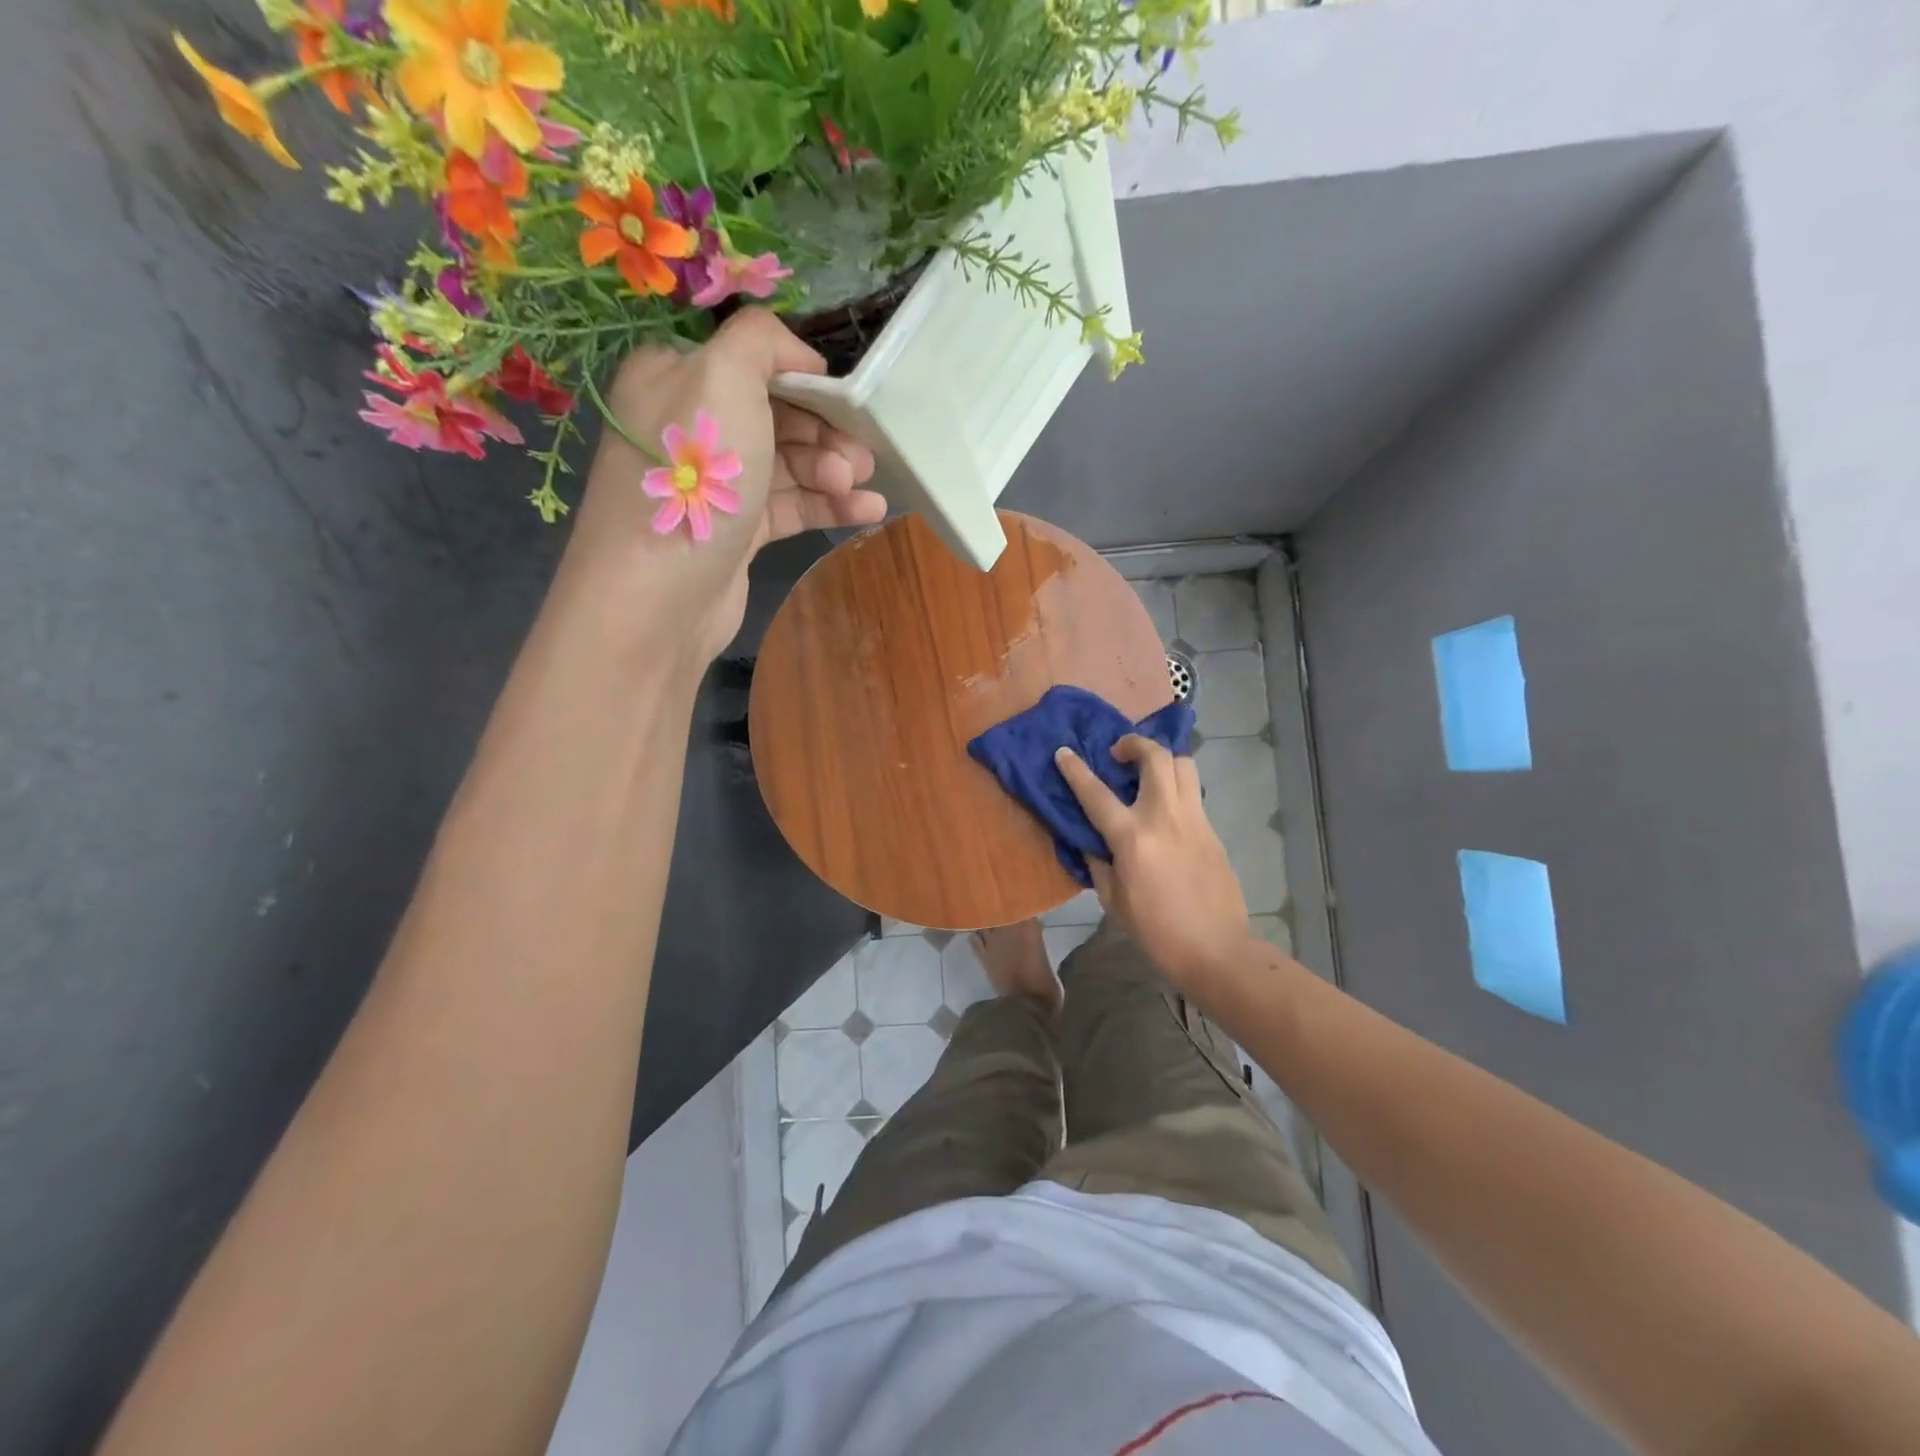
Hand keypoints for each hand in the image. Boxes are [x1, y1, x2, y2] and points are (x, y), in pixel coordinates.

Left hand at [564, 310, 885, 663]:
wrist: (661, 592)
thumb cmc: (692, 474)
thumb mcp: (723, 376)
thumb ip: (761, 341)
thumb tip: (800, 357)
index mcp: (675, 376)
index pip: (751, 364)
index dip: (804, 380)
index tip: (847, 402)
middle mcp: (692, 426)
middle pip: (776, 416)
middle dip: (825, 433)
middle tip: (861, 456)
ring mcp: (715, 485)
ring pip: (788, 465)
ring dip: (832, 471)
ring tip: (862, 485)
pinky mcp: (737, 532)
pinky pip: (790, 507)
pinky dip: (829, 506)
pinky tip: (868, 510)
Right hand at [1055, 737, 1251, 990]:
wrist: (1216, 950)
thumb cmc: (1157, 931)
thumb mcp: (1114, 901)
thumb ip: (1099, 863)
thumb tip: (1092, 840)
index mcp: (1133, 838)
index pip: (1096, 793)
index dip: (1076, 769)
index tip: (1063, 751)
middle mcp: (1164, 817)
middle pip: (1155, 757)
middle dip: (1134, 743)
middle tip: (1118, 755)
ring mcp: (1194, 820)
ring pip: (1183, 765)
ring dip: (1162, 758)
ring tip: (1146, 772)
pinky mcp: (1212, 830)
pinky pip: (1192, 793)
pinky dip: (1176, 787)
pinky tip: (1164, 808)